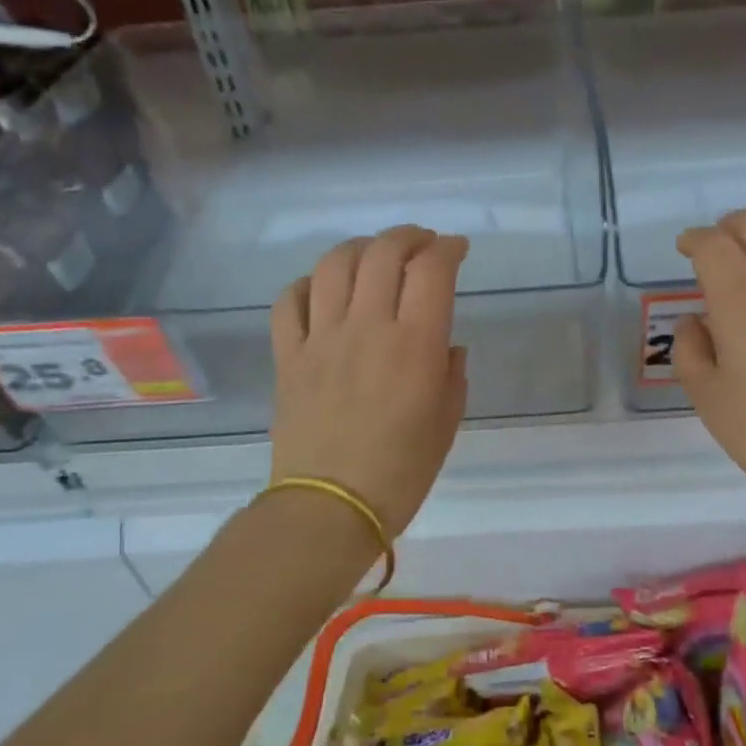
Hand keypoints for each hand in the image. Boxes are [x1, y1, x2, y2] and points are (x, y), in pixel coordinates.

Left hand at [270, 226, 469, 536]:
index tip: (457, 249)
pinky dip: (309, 283)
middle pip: (383, 253)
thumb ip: (452, 375)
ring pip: (334, 265)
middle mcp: (366, 327)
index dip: (448, 249)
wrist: (329, 509)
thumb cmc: (401, 472)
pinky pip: (290, 301)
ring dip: (360, 248)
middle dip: (408, 237)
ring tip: (374, 256)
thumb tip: (447, 346)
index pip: (431, 271)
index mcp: (414, 345)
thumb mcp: (446, 425)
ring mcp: (321, 338)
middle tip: (422, 244)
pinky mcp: (288, 356)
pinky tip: (325, 290)